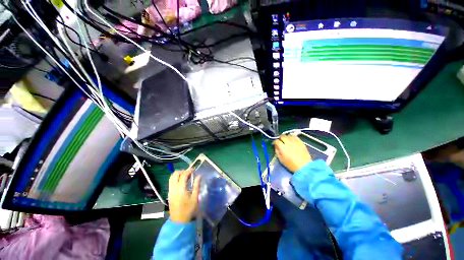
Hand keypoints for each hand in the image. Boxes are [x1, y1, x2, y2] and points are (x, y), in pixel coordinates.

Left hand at [168, 169, 200, 222]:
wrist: (179, 220)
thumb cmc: (188, 209)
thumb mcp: (195, 197)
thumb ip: (197, 185)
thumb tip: (199, 176)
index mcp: (181, 188)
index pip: (184, 175)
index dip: (189, 171)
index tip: (194, 170)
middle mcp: (174, 188)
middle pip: (175, 174)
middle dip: (182, 171)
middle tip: (189, 173)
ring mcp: (170, 191)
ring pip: (171, 177)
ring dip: (178, 174)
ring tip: (186, 177)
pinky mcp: (169, 193)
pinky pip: (171, 182)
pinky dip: (176, 179)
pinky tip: (182, 182)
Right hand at [273, 135, 311, 172]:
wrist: (304, 166)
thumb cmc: (291, 164)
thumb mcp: (281, 160)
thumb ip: (277, 152)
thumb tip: (276, 147)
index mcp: (282, 147)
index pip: (276, 141)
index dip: (274, 142)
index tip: (274, 144)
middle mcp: (288, 142)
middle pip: (282, 136)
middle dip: (280, 138)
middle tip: (280, 141)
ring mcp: (295, 142)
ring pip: (289, 135)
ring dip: (286, 137)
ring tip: (286, 140)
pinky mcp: (301, 142)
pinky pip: (295, 137)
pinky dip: (292, 137)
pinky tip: (292, 139)